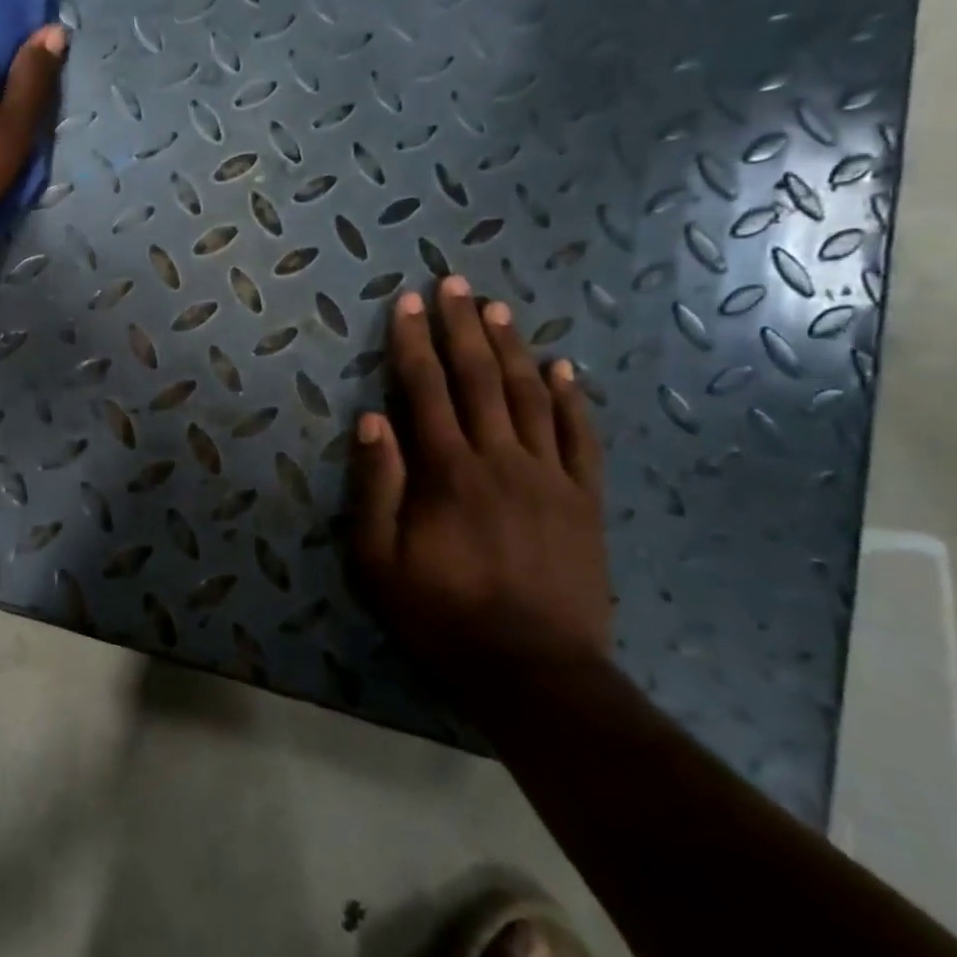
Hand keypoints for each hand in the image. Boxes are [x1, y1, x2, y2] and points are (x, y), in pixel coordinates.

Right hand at [350, 276, 610, 696]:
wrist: (536, 673)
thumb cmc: (442, 615)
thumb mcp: (379, 561)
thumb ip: (376, 486)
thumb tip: (371, 420)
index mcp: (448, 471)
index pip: (426, 389)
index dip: (414, 342)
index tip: (408, 302)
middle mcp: (501, 459)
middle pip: (480, 378)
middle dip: (463, 327)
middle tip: (456, 283)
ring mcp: (550, 477)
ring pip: (530, 396)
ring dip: (512, 348)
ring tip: (498, 309)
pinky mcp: (584, 500)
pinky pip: (581, 438)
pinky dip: (572, 399)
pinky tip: (563, 368)